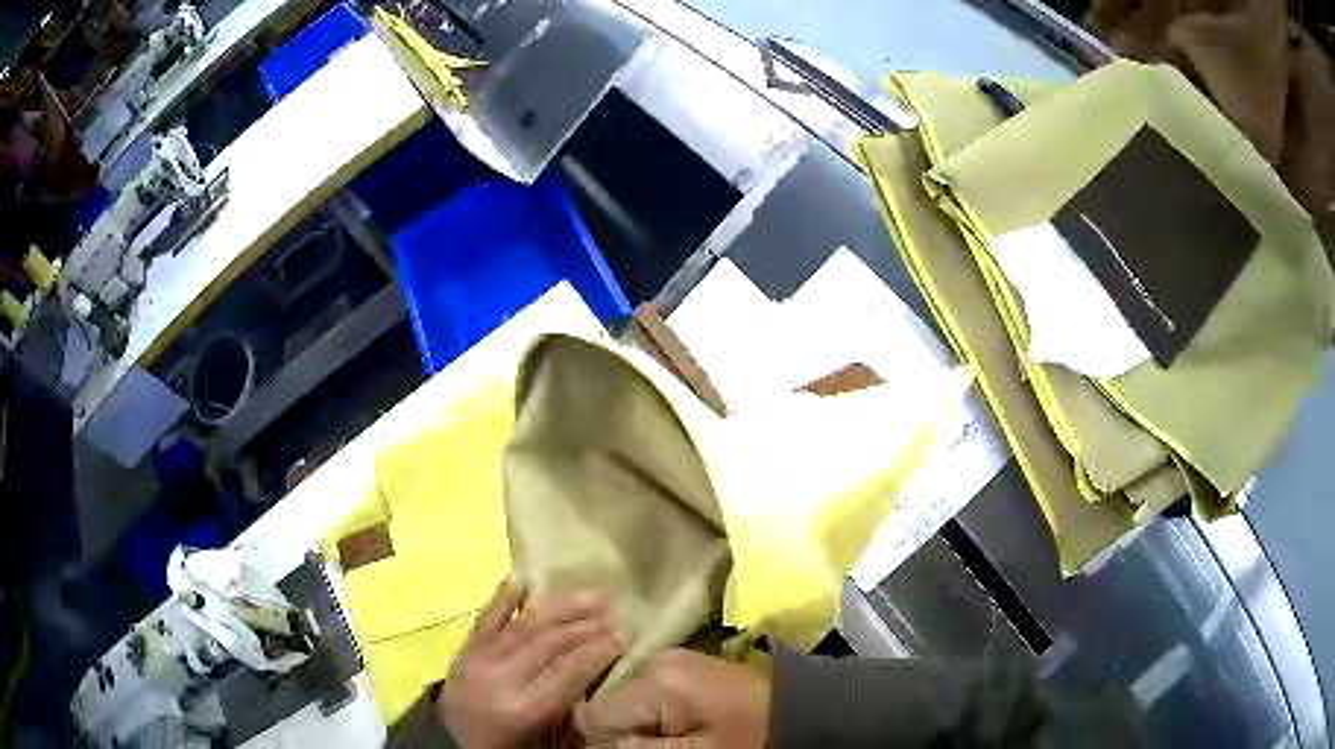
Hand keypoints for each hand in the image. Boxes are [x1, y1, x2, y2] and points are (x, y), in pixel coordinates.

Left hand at [437, 578, 624, 748]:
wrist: (453, 745)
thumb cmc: (508, 746)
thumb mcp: (546, 738)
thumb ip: (570, 705)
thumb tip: (601, 673)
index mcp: (524, 708)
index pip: (569, 673)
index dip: (598, 653)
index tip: (623, 636)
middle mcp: (502, 678)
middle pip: (549, 644)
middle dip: (584, 626)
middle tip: (612, 610)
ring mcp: (479, 659)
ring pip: (524, 626)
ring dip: (559, 608)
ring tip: (589, 595)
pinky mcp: (464, 650)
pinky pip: (486, 618)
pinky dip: (504, 596)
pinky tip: (523, 578)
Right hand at [575, 649, 769, 747]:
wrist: (800, 711)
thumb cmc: (747, 737)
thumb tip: (593, 745)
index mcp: (654, 679)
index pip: (593, 713)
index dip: (601, 741)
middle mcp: (653, 659)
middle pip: (606, 703)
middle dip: (619, 731)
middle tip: (655, 745)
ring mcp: (667, 659)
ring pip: (623, 698)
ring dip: (634, 723)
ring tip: (667, 738)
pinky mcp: (680, 666)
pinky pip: (644, 692)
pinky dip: (649, 712)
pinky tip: (674, 726)